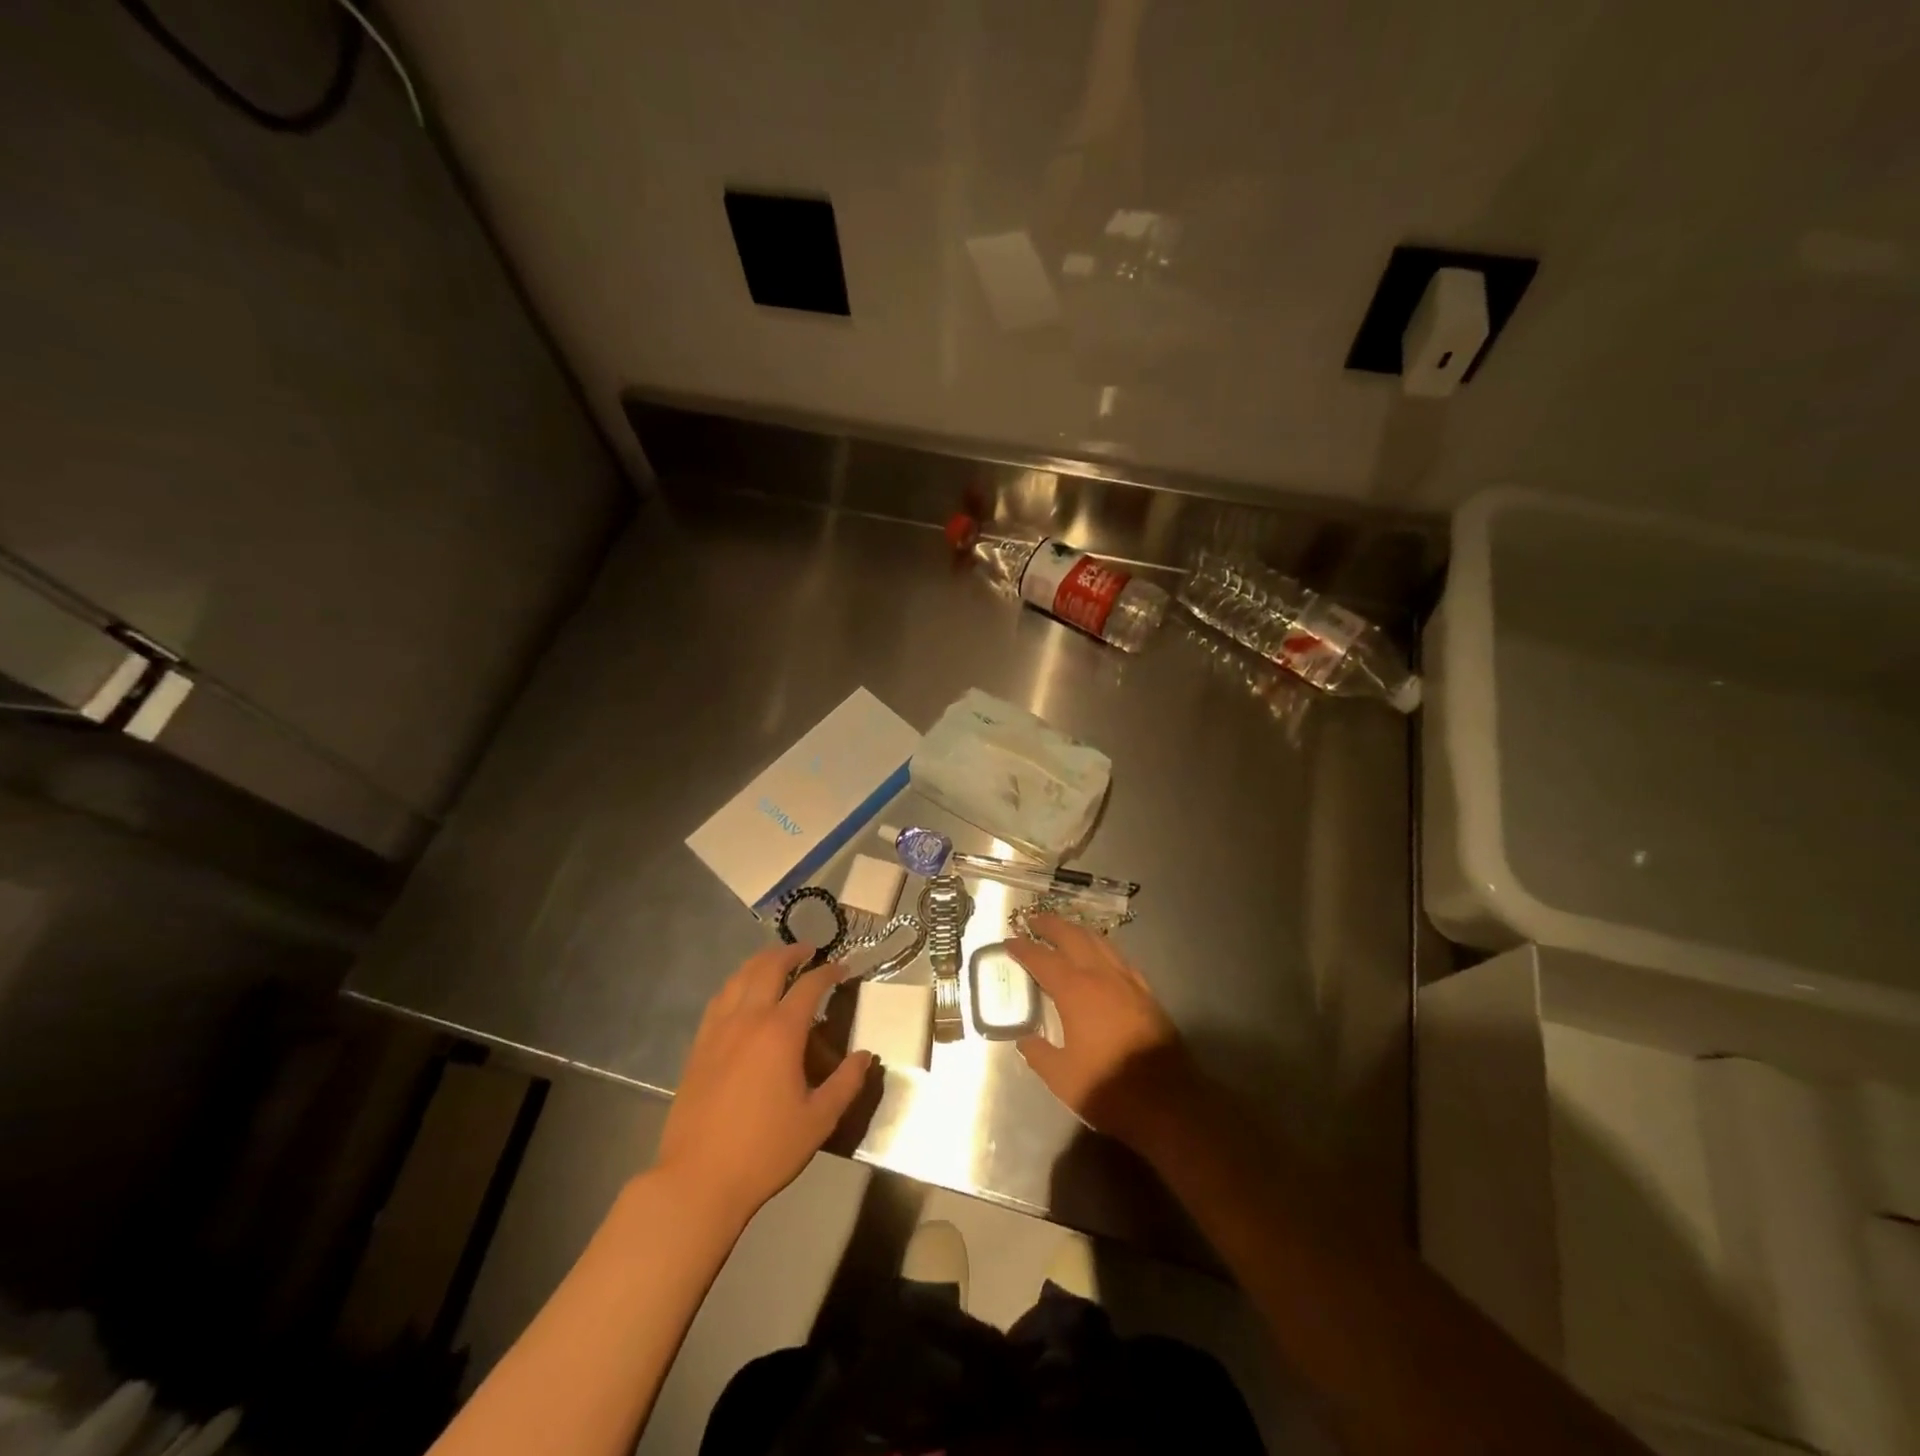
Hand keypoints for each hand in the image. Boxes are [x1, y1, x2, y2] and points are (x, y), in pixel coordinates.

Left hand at [654, 944, 872, 1226]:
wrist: (698, 1179)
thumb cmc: (765, 1150)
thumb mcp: (819, 1120)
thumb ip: (846, 1083)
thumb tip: (865, 1056)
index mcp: (781, 1032)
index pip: (809, 985)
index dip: (828, 972)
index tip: (842, 968)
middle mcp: (748, 1019)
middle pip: (768, 968)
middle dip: (791, 953)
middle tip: (808, 950)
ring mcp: (718, 1030)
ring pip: (739, 978)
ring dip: (760, 962)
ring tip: (775, 961)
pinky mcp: (698, 1046)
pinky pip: (719, 1000)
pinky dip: (736, 984)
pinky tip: (741, 993)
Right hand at [1007, 915, 1201, 1154]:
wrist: (1167, 1100)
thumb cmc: (1107, 1087)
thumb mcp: (1061, 1077)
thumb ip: (1038, 1053)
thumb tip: (1025, 1039)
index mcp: (1075, 991)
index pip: (1042, 958)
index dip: (1023, 948)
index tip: (1009, 940)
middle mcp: (1101, 975)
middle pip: (1073, 937)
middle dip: (1051, 925)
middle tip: (1034, 920)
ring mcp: (1127, 981)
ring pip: (1100, 941)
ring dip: (1078, 931)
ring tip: (1064, 931)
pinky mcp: (1146, 992)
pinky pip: (1119, 958)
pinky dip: (1102, 948)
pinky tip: (1100, 956)